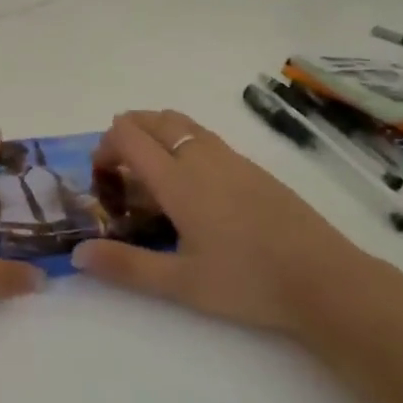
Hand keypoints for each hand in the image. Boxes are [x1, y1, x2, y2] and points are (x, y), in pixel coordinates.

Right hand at [72, 110, 380, 338]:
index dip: (105, 148)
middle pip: (153, 119)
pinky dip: (183, 145)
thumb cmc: (247, 282)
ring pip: (182, 124)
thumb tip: (77, 254)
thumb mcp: (180, 283)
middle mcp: (201, 157)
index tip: (102, 181)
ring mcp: (231, 158)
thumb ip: (125, 266)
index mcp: (178, 179)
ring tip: (152, 176)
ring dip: (156, 135)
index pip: (128, 136)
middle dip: (127, 134)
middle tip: (120, 174)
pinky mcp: (253, 167)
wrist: (324, 279)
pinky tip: (193, 189)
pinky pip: (205, 138)